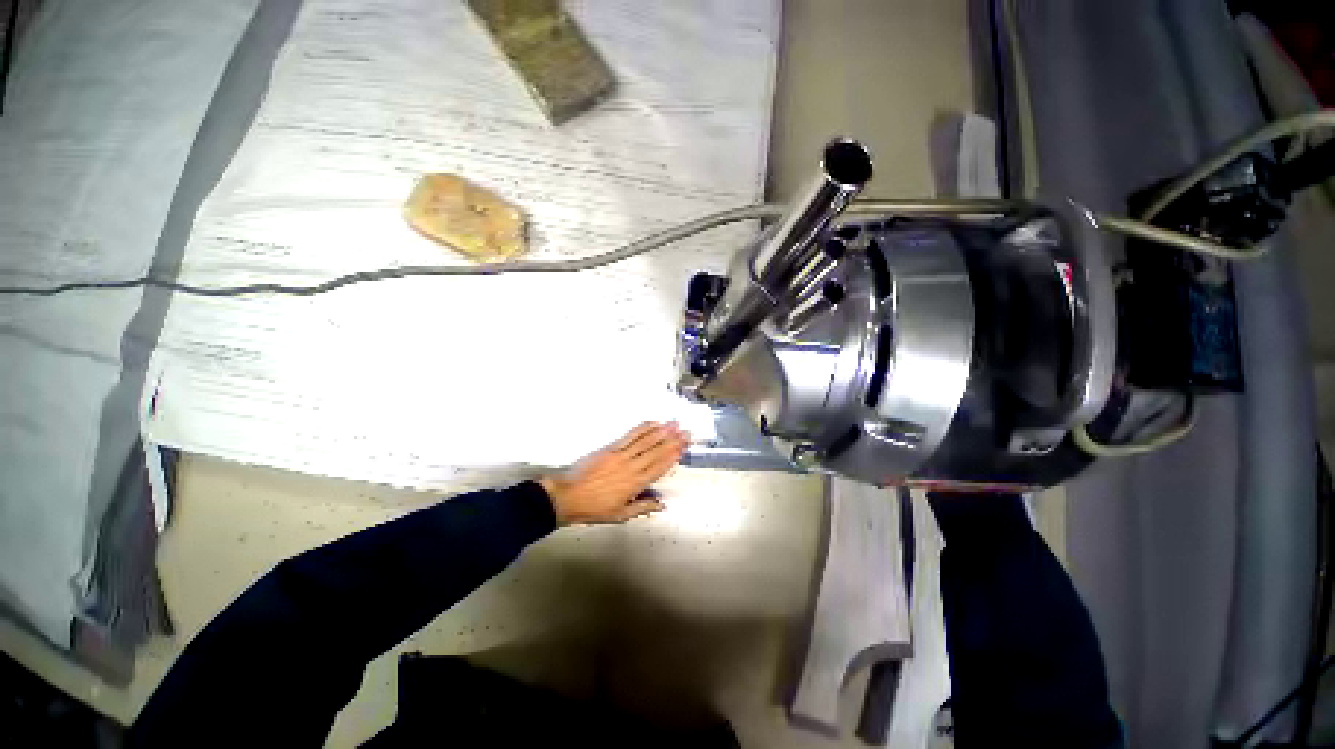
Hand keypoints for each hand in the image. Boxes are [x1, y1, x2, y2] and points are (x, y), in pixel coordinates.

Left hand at [539, 422, 688, 525]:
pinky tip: (652, 423)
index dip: (673, 456)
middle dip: (673, 440)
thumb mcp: (620, 515)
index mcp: (635, 484)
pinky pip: (629, 436)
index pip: (659, 467)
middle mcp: (631, 467)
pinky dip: (642, 429)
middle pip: (656, 451)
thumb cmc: (594, 508)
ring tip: (674, 424)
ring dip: (661, 431)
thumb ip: (642, 508)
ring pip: (645, 441)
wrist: (567, 496)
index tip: (684, 447)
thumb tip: (662, 504)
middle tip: (686, 432)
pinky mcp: (610, 447)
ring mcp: (620, 455)